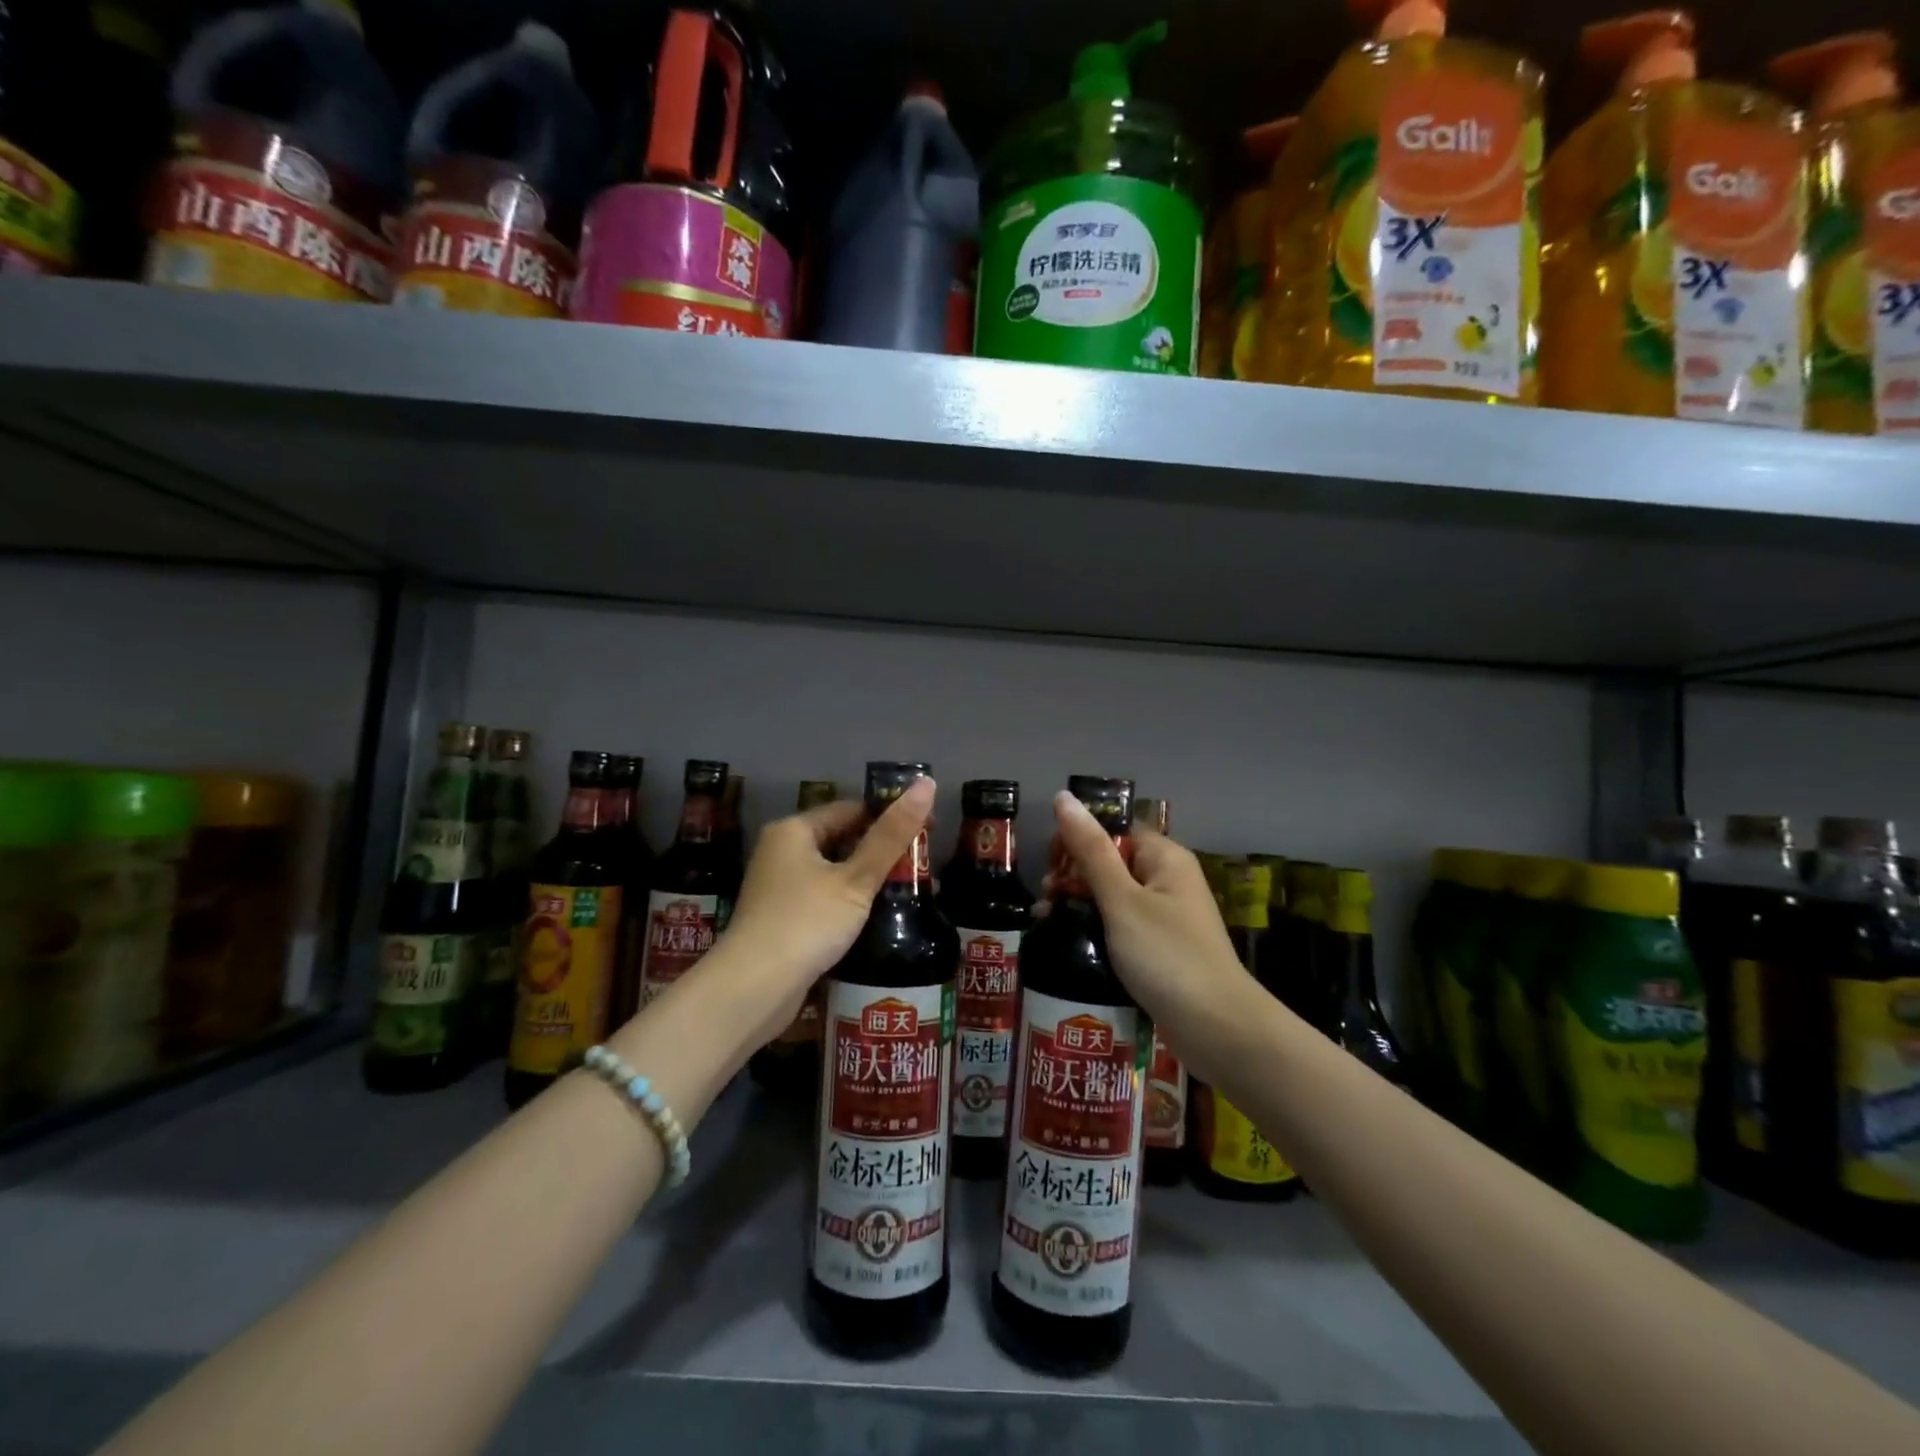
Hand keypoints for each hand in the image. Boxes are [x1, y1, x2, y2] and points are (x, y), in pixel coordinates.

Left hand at [716, 778, 936, 1043]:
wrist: (753, 989)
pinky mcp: (781, 918)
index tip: (927, 831)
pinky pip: (822, 897)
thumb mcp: (856, 879)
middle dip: (880, 851)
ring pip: (832, 871)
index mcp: (793, 830)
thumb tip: (926, 783)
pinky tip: (874, 917)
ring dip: (866, 879)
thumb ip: (892, 836)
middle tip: (921, 865)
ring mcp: (778, 886)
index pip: (851, 809)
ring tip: (907, 890)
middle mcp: (780, 851)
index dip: (890, 816)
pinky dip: (847, 902)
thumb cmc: (807, 923)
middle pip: (841, 839)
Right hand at [1047, 791, 1247, 1041]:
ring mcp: (1164, 916)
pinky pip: (1120, 925)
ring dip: (1078, 902)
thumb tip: (1062, 797)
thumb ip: (1090, 850)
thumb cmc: (1166, 956)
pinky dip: (1094, 927)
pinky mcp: (1159, 948)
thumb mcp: (1121, 900)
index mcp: (1164, 857)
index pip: (1114, 829)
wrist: (1218, 1030)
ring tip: (1045, 920)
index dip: (1078, 838)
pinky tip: (1067, 940)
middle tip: (1046, 897)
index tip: (1049, 862)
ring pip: (1111, 895)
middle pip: (1110, 861)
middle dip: (1073, 873)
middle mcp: (1167, 880)